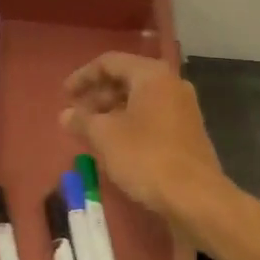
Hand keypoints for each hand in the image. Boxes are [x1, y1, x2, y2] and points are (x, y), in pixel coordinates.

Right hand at [60, 53, 226, 221]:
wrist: (195, 197)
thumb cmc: (146, 157)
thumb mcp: (105, 136)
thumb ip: (82, 120)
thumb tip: (66, 114)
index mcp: (151, 75)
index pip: (109, 62)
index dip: (83, 76)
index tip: (64, 95)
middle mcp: (171, 84)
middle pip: (126, 79)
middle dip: (97, 95)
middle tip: (75, 115)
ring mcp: (182, 109)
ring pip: (139, 100)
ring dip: (111, 111)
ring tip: (90, 131)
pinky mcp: (186, 132)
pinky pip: (151, 117)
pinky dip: (129, 123)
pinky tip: (114, 144)